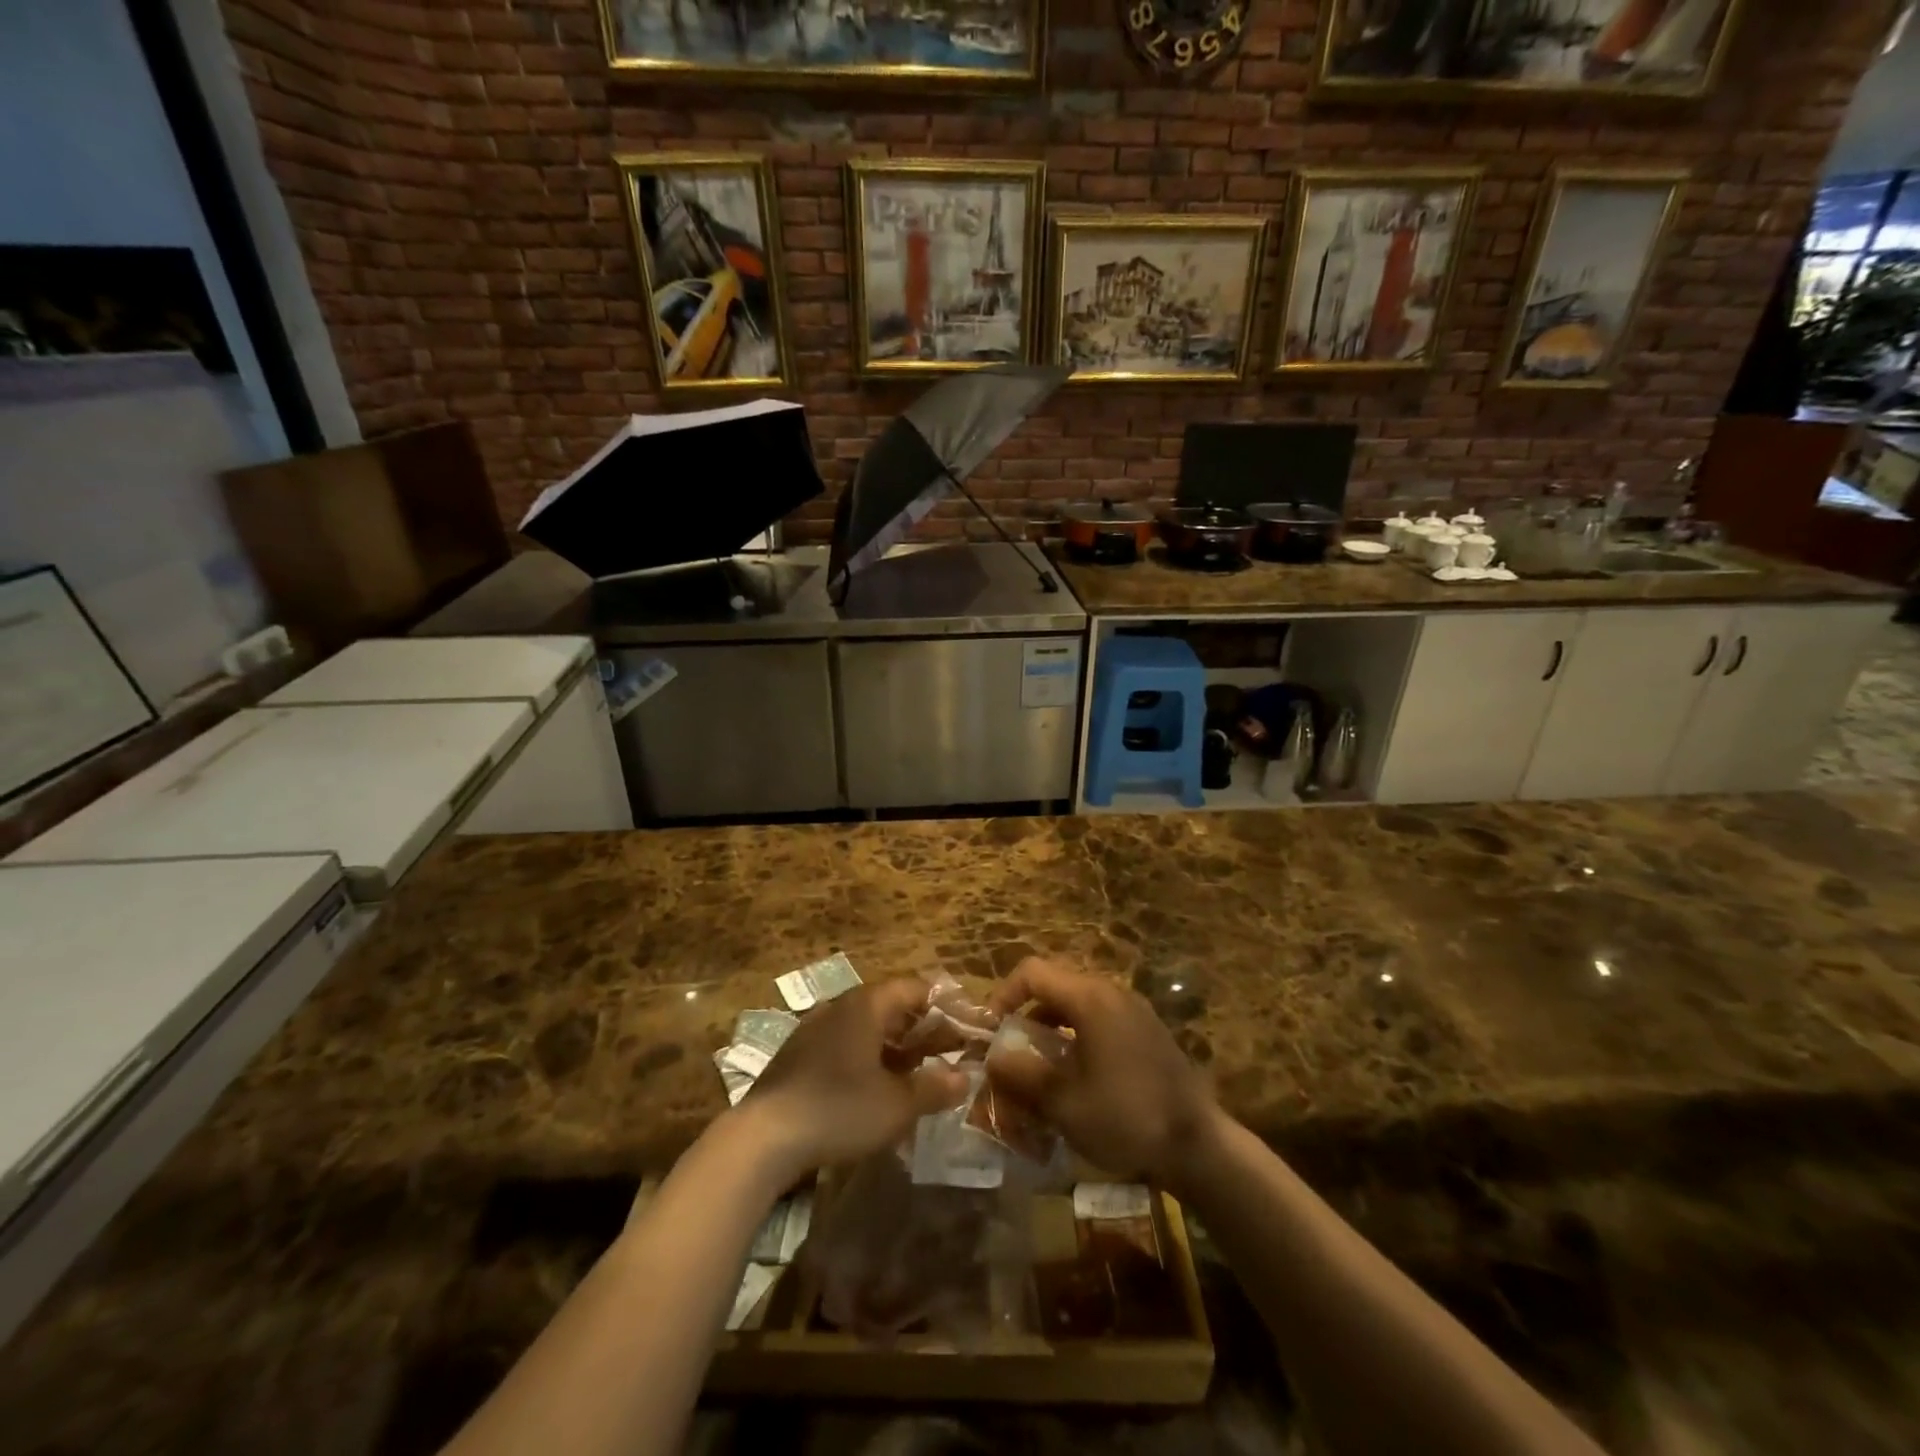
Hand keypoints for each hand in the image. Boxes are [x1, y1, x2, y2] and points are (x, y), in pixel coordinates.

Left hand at [742, 977, 968, 1179]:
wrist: (763, 1137)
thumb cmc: (838, 1110)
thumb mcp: (896, 1105)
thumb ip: (934, 1088)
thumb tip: (965, 1078)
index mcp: (867, 1004)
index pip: (915, 988)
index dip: (944, 1006)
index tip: (965, 1029)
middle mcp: (841, 1005)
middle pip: (891, 1006)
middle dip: (921, 1030)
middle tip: (946, 1055)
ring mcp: (815, 1028)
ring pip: (866, 1027)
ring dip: (895, 1046)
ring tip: (916, 1074)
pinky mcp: (798, 1053)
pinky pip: (844, 1044)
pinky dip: (867, 1058)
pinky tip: (874, 1089)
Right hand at [986, 958, 1219, 1188]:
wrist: (1199, 1146)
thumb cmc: (1126, 1117)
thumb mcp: (1063, 1102)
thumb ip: (1021, 1075)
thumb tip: (991, 1059)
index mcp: (1089, 998)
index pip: (1032, 972)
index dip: (1003, 995)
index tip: (990, 1031)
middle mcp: (1112, 992)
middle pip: (1055, 985)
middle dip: (1026, 1014)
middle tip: (1012, 1051)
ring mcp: (1134, 1010)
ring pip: (1077, 1004)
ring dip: (1051, 1028)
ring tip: (1039, 1068)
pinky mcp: (1147, 1032)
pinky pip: (1100, 1020)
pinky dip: (1077, 1036)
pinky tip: (1076, 1077)